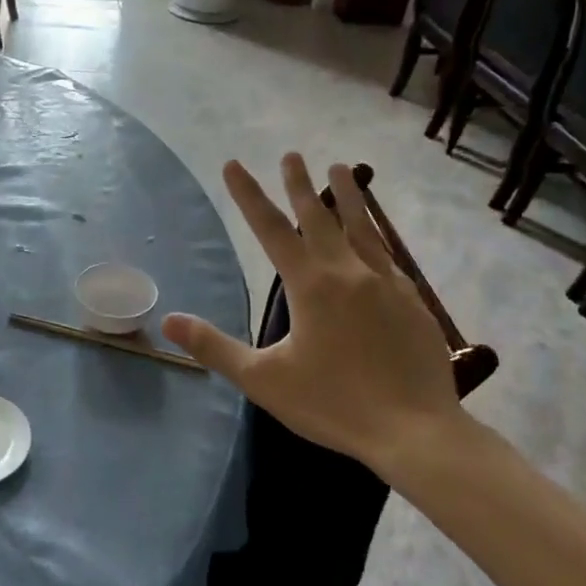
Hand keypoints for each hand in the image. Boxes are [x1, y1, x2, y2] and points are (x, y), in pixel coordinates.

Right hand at [162, 156, 467, 468]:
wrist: (416, 431)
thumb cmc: (334, 404)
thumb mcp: (263, 379)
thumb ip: (214, 347)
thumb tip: (168, 320)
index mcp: (310, 284)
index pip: (271, 229)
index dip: (248, 195)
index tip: (233, 164)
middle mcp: (348, 271)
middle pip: (319, 216)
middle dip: (300, 184)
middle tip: (291, 154)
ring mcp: (385, 283)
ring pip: (362, 227)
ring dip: (348, 195)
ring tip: (342, 167)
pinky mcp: (412, 301)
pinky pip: (388, 256)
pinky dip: (376, 235)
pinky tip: (377, 236)